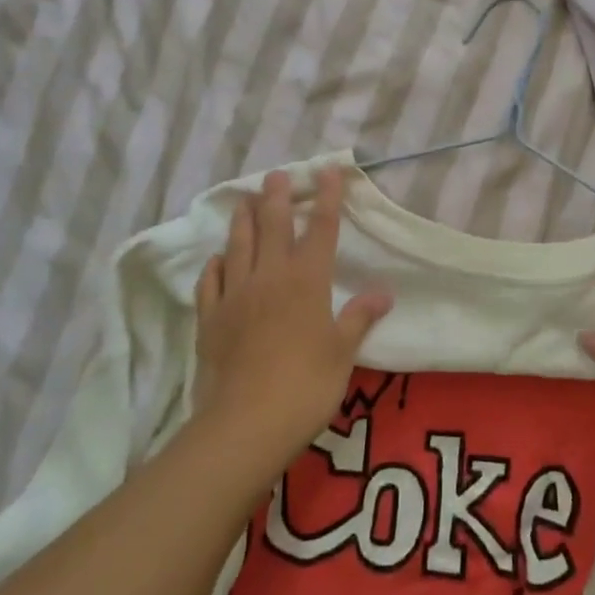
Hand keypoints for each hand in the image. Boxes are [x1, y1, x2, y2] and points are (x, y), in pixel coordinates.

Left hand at [191, 168, 391, 466]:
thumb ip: (359, 317)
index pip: (321, 228)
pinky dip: (215, 266)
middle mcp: (270, 276)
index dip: (326, 198)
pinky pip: (210, 282)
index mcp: (307, 280)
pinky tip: (217, 259)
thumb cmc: (306, 384)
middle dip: (276, 196)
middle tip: (276, 174)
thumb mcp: (342, 351)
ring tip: (243, 200)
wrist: (246, 423)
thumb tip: (384, 293)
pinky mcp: (211, 319)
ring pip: (238, 245)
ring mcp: (236, 295)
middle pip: (273, 225)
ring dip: (242, 220)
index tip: (327, 171)